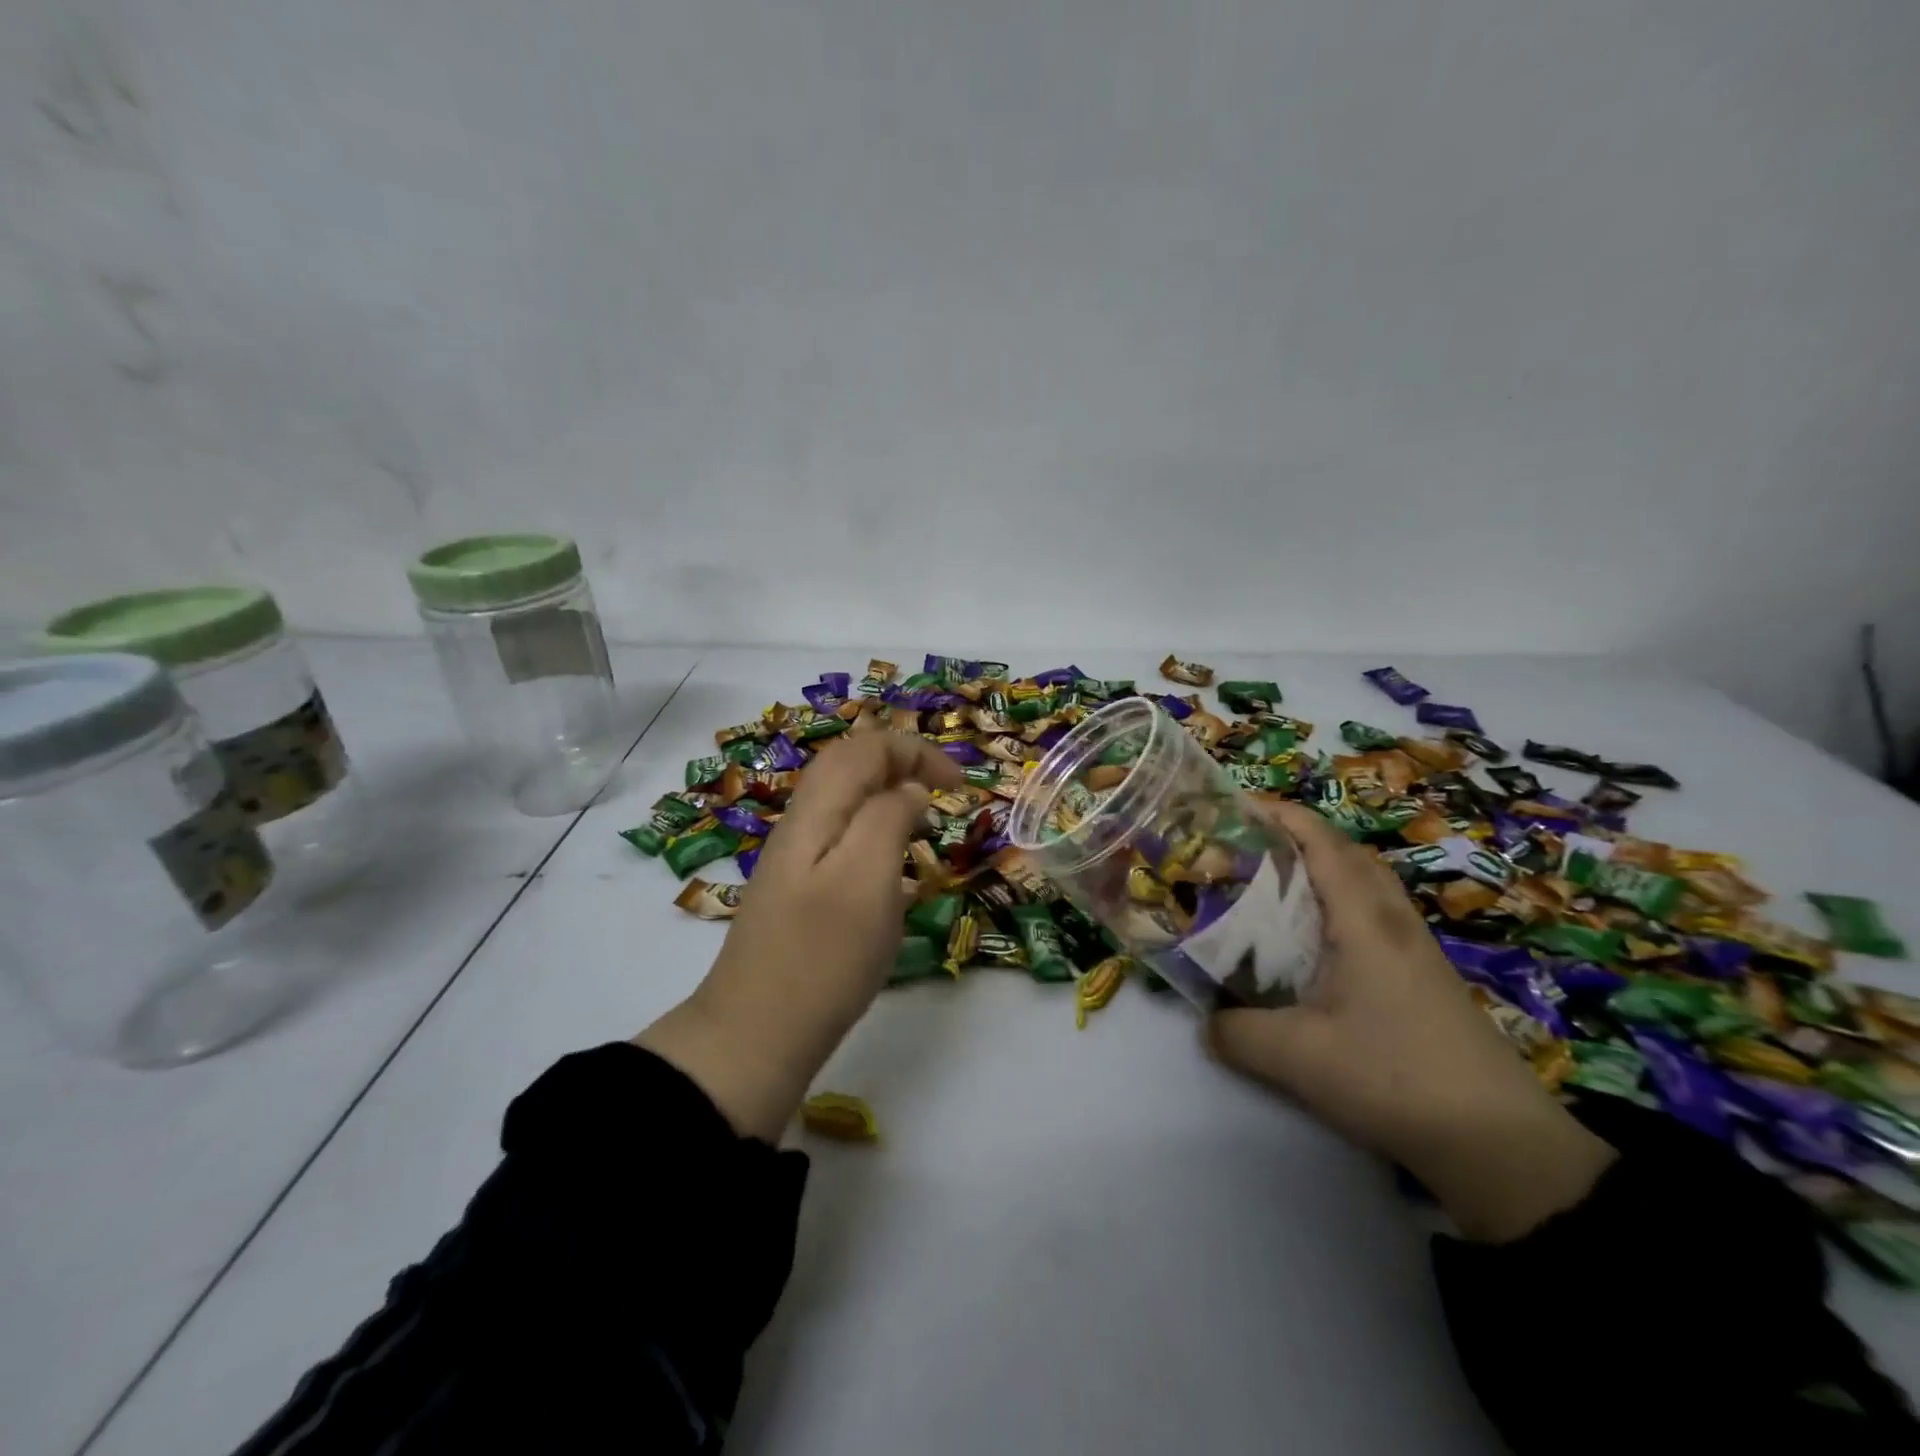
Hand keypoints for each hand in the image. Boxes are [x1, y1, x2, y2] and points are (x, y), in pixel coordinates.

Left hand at [636, 730, 962, 1140]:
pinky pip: (841, 835)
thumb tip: (909, 788)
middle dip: (902, 764)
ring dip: (888, 795)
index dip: (916, 751)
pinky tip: (891, 865)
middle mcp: (801, 823)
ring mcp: (795, 858)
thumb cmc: (823, 956)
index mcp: (817, 811)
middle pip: (850, 765)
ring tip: (923, 821)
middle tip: (943, 793)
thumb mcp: (867, 879)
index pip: (866, 747)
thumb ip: (888, 818)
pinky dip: (874, 830)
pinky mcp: (799, 890)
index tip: (958, 783)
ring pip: (844, 800)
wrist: (756, 1034)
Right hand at [1209, 801, 1615, 1241]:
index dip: (1281, 815)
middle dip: (1299, 836)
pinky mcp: (1423, 979)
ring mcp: (1415, 951)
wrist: (1501, 1145)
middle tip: (1249, 846)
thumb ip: (1237, 1033)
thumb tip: (1207, 1022)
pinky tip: (1315, 942)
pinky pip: (1375, 917)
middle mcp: (1393, 922)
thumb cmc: (1394, 1078)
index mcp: (1364, 921)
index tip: (1236, 806)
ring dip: (1323, 869)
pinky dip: (1340, 905)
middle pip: (1348, 854)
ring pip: (1366, 885)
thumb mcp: (1297, 1058)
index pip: (1323, 844)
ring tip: (1275, 884)